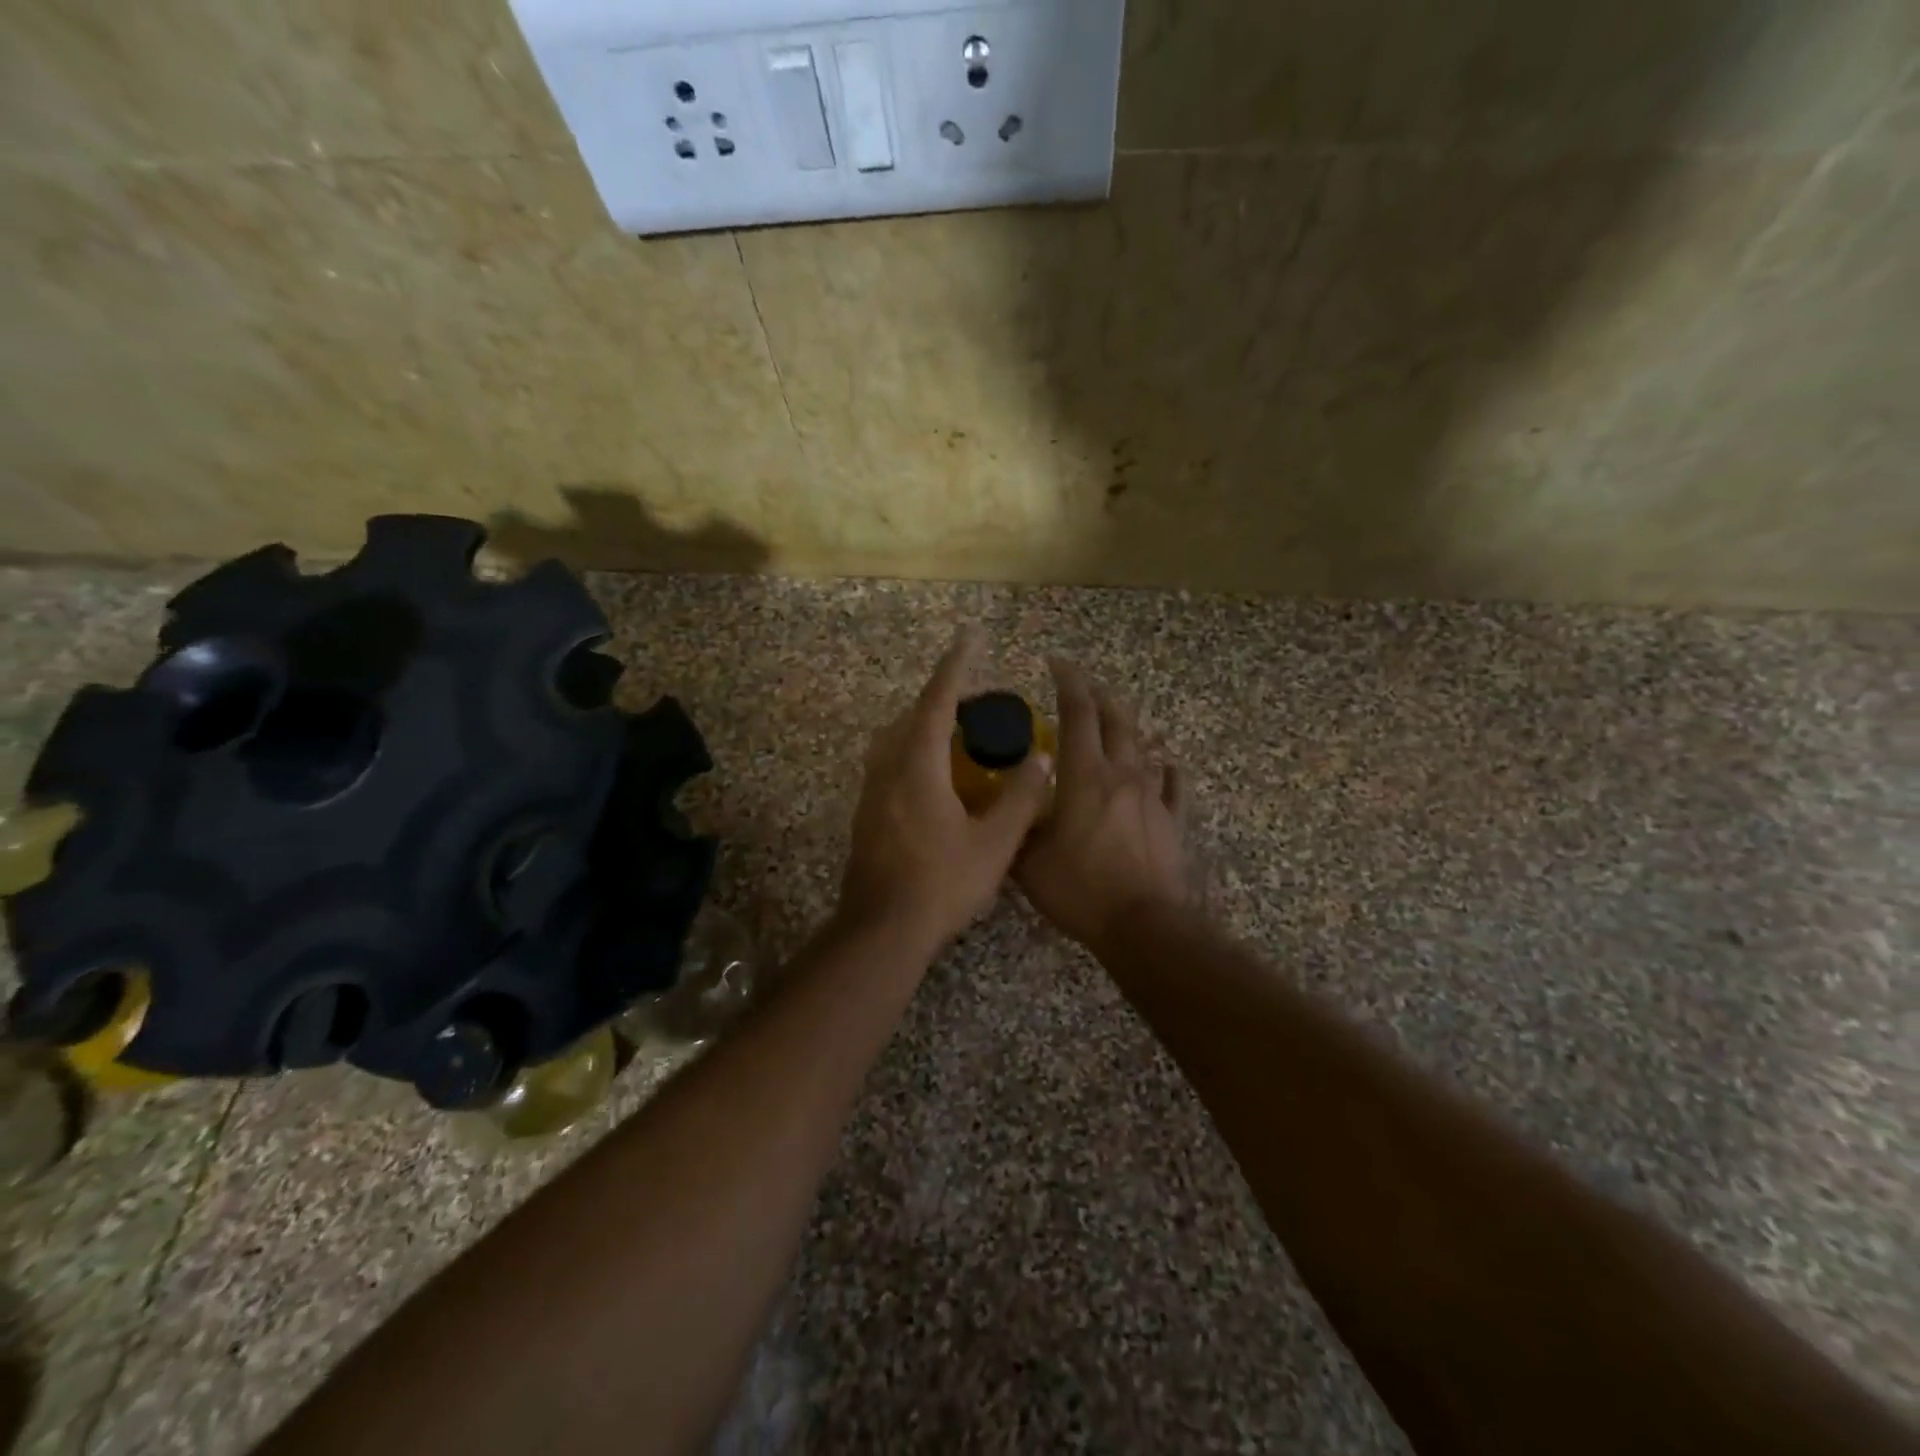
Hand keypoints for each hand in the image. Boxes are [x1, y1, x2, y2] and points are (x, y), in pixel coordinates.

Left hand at [837, 628, 1052, 952]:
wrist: (882, 930)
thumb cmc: (942, 885)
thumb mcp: (996, 843)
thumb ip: (1022, 797)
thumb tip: (1043, 759)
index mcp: (918, 766)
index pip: (938, 700)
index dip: (957, 665)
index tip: (971, 636)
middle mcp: (888, 768)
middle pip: (914, 715)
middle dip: (946, 698)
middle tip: (980, 704)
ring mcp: (871, 791)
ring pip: (896, 739)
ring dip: (926, 725)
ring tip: (960, 735)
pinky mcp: (866, 813)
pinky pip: (890, 763)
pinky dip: (915, 751)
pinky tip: (938, 777)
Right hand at [1017, 659, 1190, 951]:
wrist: (1143, 925)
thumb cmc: (1080, 889)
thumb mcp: (1028, 862)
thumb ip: (1015, 828)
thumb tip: (1004, 810)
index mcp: (1084, 774)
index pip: (1078, 711)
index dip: (1067, 680)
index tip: (1055, 662)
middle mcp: (1123, 773)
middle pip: (1116, 718)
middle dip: (1098, 694)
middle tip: (1082, 685)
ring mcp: (1153, 796)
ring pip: (1145, 746)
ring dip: (1128, 728)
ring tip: (1116, 723)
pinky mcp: (1173, 821)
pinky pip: (1174, 785)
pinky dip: (1167, 770)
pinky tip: (1166, 766)